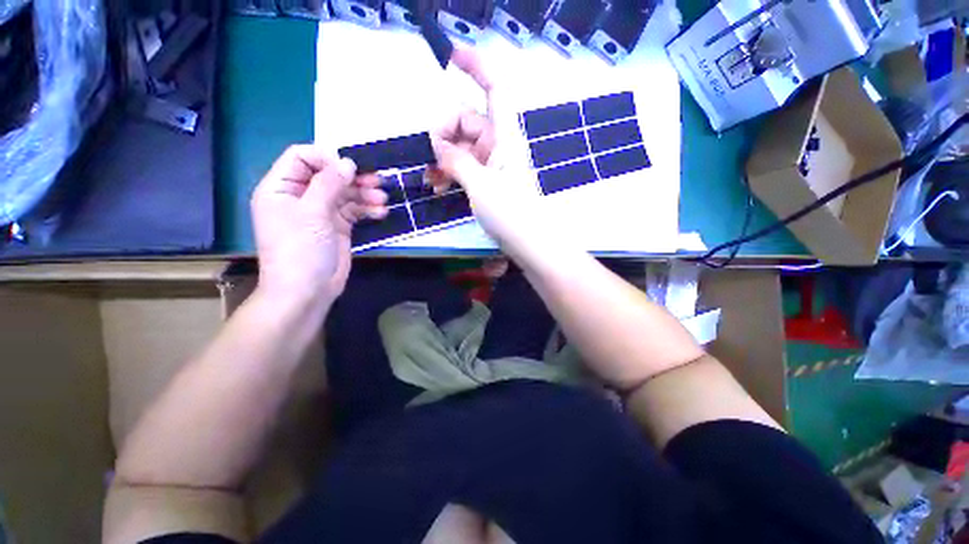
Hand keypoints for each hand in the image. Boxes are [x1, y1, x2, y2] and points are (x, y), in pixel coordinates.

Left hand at [251, 145, 386, 309]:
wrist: (308, 291)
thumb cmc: (300, 250)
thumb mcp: (311, 213)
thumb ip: (329, 184)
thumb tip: (348, 163)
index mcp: (282, 188)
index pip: (301, 157)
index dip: (326, 158)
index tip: (350, 168)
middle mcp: (301, 196)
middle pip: (329, 175)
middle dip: (353, 177)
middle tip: (376, 182)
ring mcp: (321, 212)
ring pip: (345, 193)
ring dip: (365, 193)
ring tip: (382, 199)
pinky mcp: (338, 226)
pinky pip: (354, 210)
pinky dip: (368, 209)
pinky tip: (381, 212)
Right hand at [429, 49, 546, 250]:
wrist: (528, 243)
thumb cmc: (510, 212)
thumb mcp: (479, 185)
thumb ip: (456, 161)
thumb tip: (439, 145)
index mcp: (504, 136)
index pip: (494, 90)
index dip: (476, 68)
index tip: (451, 57)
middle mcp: (499, 145)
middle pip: (467, 121)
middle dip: (445, 135)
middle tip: (432, 158)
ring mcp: (493, 165)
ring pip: (463, 147)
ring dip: (444, 158)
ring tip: (432, 181)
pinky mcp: (488, 182)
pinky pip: (466, 167)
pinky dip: (452, 173)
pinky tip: (439, 187)